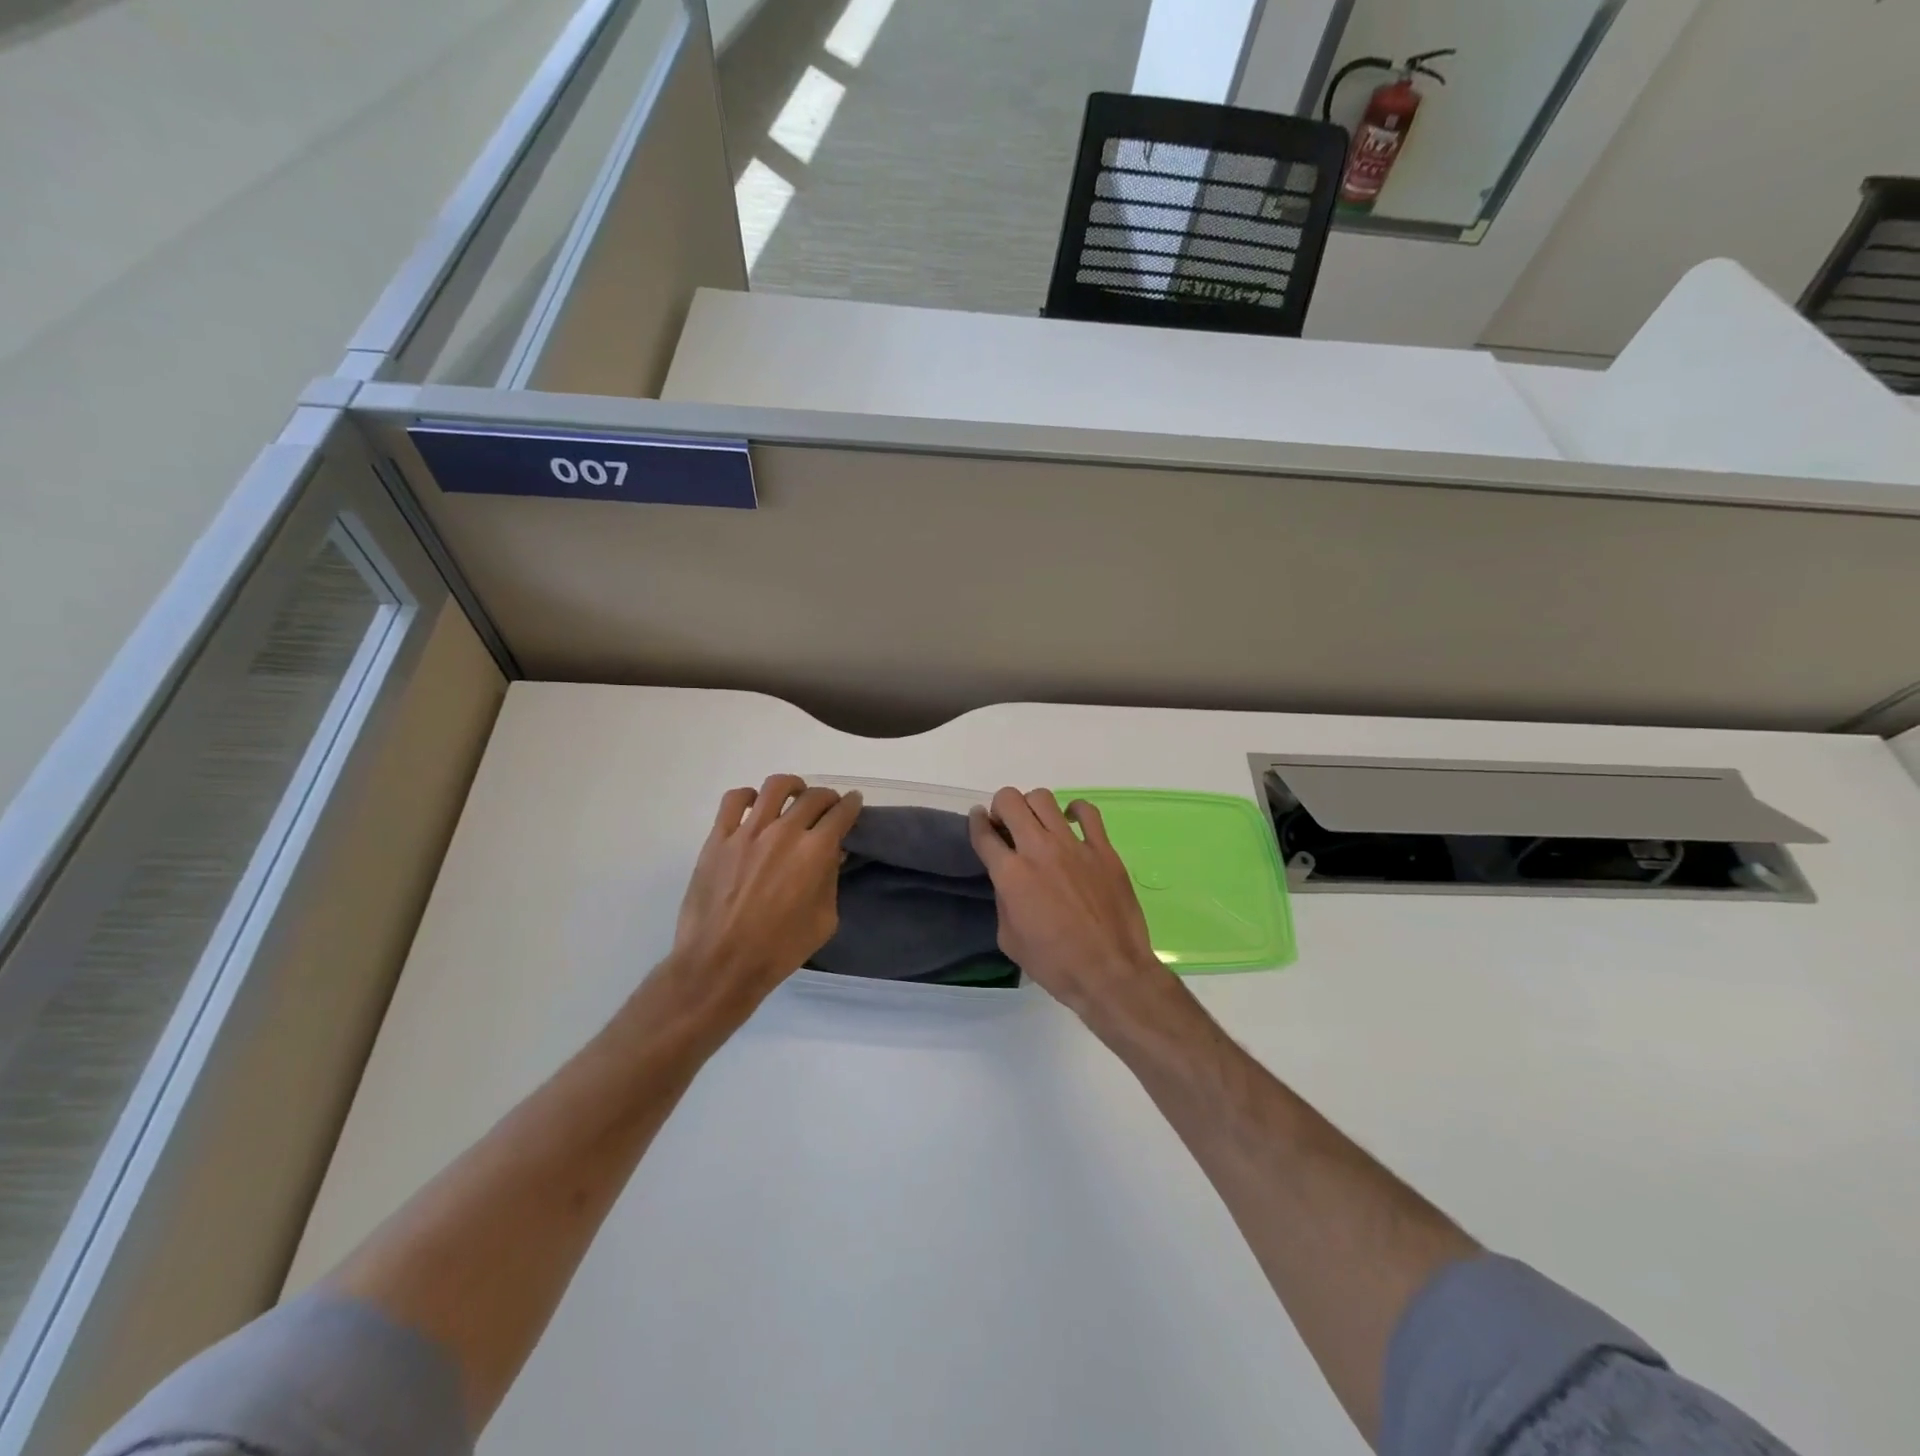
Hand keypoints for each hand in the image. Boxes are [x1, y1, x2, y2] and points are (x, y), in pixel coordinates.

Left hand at [664, 775, 862, 1013]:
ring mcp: (747, 831)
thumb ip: (831, 881)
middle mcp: (784, 832)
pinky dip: (748, 796)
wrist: (721, 963)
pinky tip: (754, 805)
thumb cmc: (779, 949)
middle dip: (827, 797)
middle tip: (828, 807)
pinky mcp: (718, 838)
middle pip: (813, 796)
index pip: (841, 813)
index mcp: (815, 852)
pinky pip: (733, 800)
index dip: (852, 805)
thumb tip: (832, 855)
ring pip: (775, 787)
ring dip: (792, 787)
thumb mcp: (824, 920)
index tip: (854, 803)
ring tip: (793, 796)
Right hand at [968, 788, 1177, 1027]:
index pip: (984, 833)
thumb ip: (1004, 902)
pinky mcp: (1103, 849)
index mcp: (1010, 874)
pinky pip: (1088, 812)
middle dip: (1001, 807)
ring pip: (1044, 799)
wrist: (1109, 972)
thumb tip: (1010, 883)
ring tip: (1037, 823)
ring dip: (1032, 806)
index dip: (976, 822)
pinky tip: (1072, 822)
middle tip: (1006, 824)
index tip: (978, 819)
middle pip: (1010, 801)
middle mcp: (1038, 849)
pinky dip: (1075, 811)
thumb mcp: (1010, 940)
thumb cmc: (1055, 964)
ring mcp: (1073, 845)